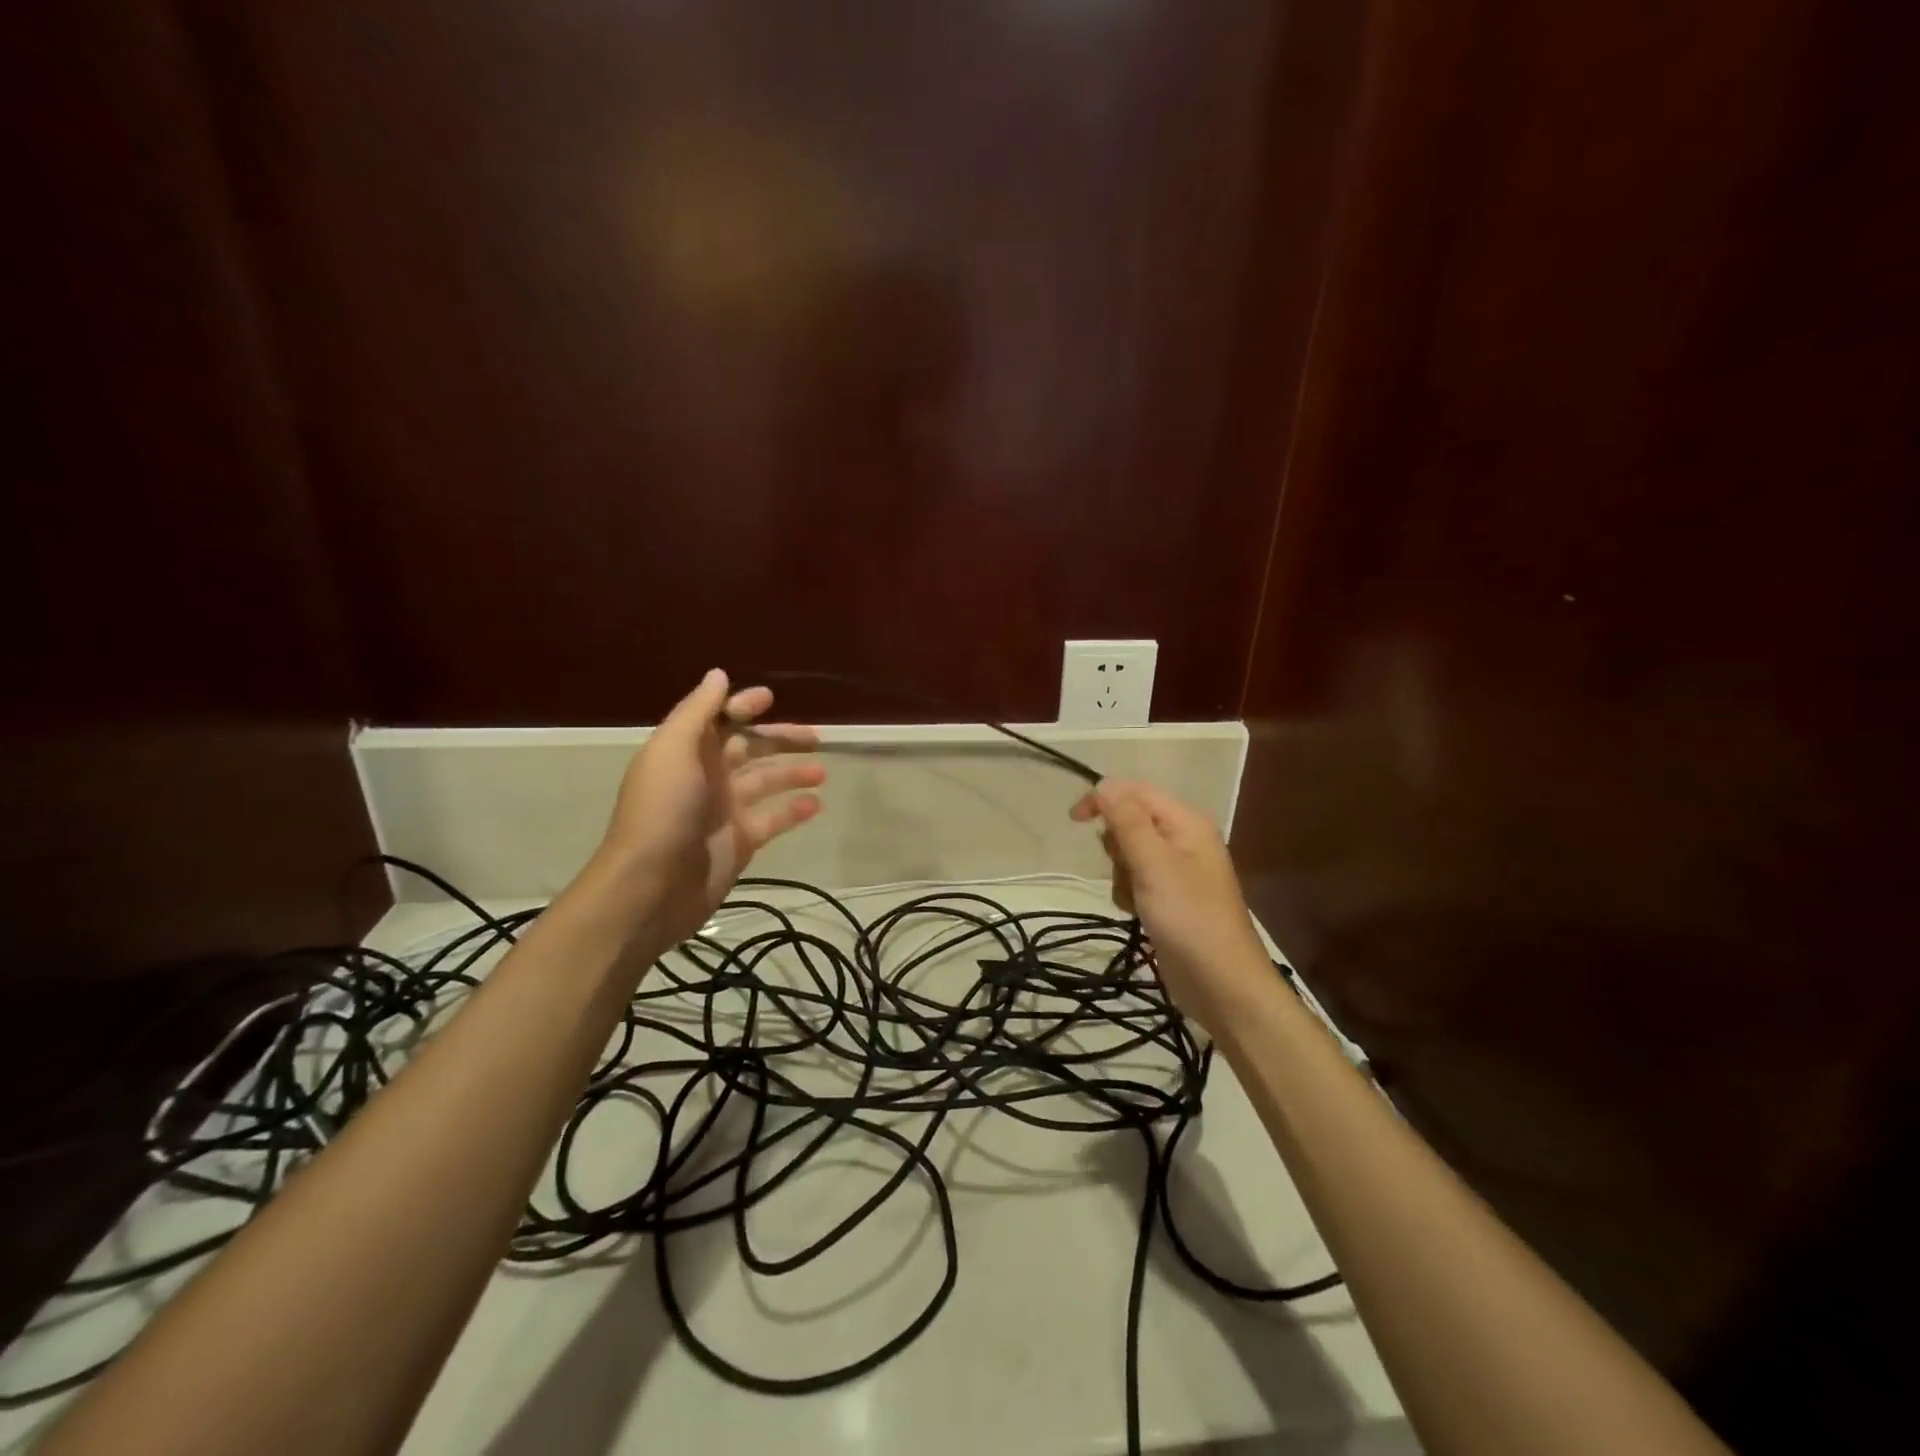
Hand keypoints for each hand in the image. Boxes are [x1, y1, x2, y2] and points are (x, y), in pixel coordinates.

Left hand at [596, 669, 824, 945]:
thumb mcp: (674, 750)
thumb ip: (698, 711)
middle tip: (816, 738)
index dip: (741, 706)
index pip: (719, 719)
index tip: (770, 700)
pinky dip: (794, 810)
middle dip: (780, 739)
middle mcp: (707, 776)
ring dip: (793, 773)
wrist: (651, 886)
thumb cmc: (662, 810)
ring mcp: (725, 810)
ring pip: (766, 782)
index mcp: (687, 751)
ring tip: (822, 772)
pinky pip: (773, 819)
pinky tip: (816, 804)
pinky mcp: (741, 841)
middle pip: (749, 748)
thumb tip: (719, 674)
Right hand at [1070, 779, 1275, 1033]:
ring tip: (1135, 898)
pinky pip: (1137, 880)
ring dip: (1121, 874)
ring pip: (1129, 853)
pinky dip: (1129, 893)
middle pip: (1131, 821)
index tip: (1074, 820)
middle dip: (1117, 845)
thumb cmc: (1188, 917)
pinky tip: (1137, 913)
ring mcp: (1178, 870)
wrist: (1221, 983)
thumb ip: (1127, 821)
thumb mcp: (1153, 863)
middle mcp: (1184, 839)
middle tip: (1127, 870)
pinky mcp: (1170, 898)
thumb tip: (1104, 783)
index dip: (1104, 798)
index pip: (1136, 791)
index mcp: (1186, 822)